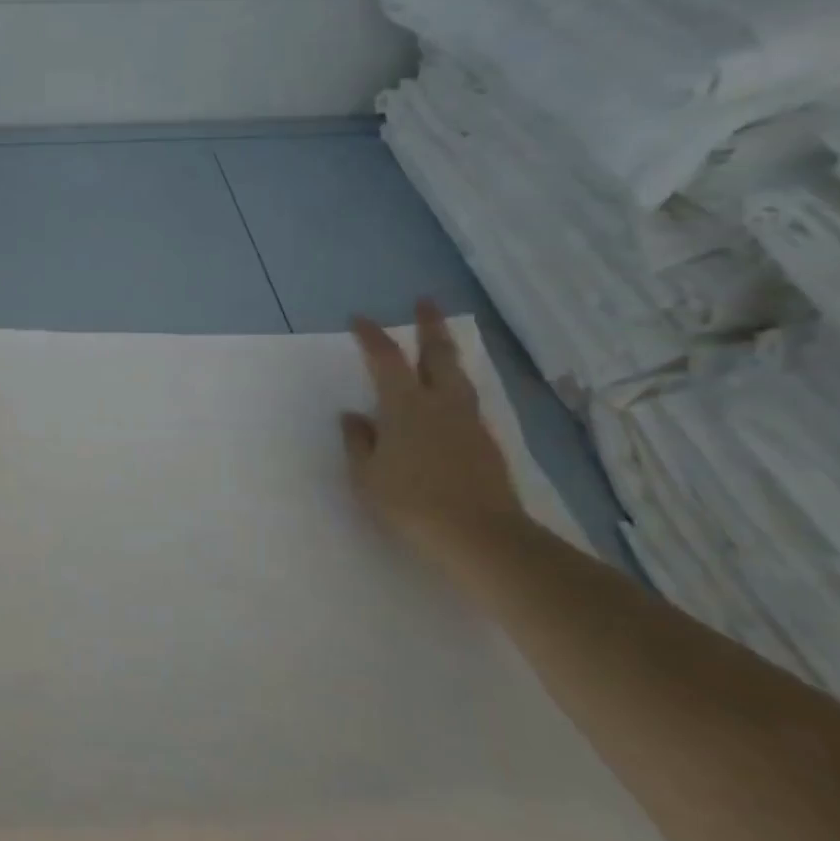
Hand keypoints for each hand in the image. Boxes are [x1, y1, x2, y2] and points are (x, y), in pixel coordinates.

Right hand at [342, 300, 531, 558]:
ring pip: (459, 376)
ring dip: (447, 354)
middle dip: (430, 326)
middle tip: (426, 302)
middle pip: (438, 354)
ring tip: (440, 345)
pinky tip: (449, 400)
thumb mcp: (367, 476)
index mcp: (405, 406)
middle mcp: (440, 404)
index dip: (372, 336)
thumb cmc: (411, 503)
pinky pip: (467, 402)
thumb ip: (359, 442)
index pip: (385, 359)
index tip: (359, 319)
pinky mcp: (486, 444)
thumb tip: (353, 416)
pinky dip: (455, 388)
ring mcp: (468, 423)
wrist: (481, 538)